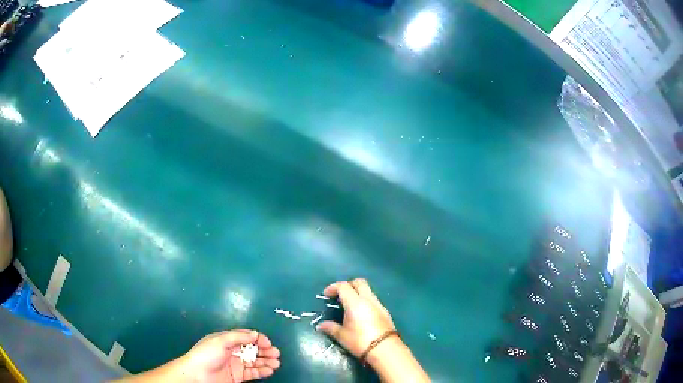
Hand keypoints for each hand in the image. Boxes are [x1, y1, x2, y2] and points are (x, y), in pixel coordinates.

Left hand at [180, 329, 279, 382]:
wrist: (197, 375)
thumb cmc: (206, 354)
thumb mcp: (220, 341)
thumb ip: (238, 336)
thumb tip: (255, 334)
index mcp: (227, 340)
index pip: (246, 337)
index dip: (258, 339)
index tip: (268, 343)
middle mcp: (233, 351)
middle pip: (252, 349)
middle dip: (265, 350)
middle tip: (276, 354)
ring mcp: (236, 364)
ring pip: (255, 361)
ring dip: (266, 361)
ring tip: (276, 363)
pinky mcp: (238, 376)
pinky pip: (253, 373)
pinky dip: (262, 371)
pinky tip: (270, 370)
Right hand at [316, 279, 395, 357]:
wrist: (385, 349)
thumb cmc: (360, 341)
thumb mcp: (342, 336)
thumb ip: (330, 327)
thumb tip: (320, 325)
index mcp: (355, 302)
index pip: (343, 286)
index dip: (333, 287)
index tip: (326, 295)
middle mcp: (368, 299)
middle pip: (359, 282)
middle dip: (348, 285)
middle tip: (339, 296)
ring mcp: (379, 304)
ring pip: (368, 290)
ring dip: (357, 293)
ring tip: (348, 306)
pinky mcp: (385, 311)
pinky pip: (373, 299)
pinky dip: (365, 301)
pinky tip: (360, 314)